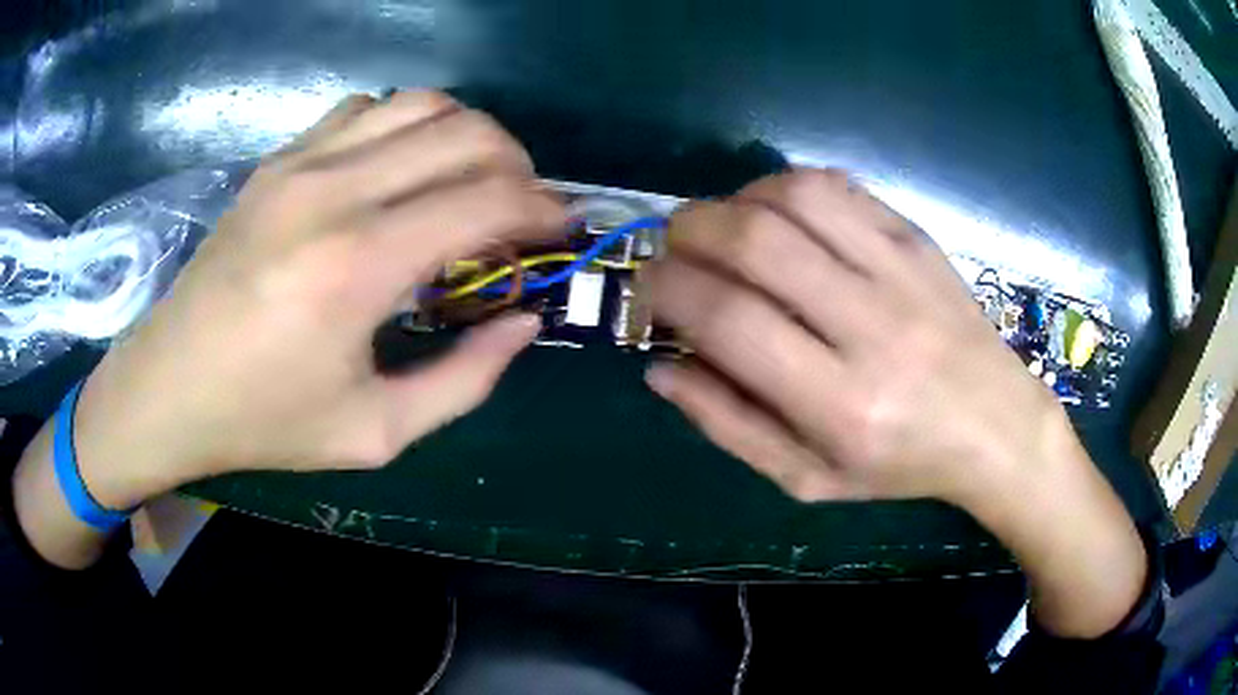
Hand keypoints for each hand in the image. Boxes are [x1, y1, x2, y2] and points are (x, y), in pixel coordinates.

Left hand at [73, 91, 564, 509]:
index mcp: (358, 265)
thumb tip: (523, 322)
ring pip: (421, 102)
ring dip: (466, 135)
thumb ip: (465, 380)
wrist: (169, 387)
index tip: (562, 230)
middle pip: (466, 131)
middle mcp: (333, 190)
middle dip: (518, 165)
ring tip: (470, 182)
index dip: (543, 209)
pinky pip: (366, 108)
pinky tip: (399, 171)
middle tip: (523, 211)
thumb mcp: (375, 433)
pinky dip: (405, 125)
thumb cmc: (264, 422)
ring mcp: (300, 162)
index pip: (487, 199)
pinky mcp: (277, 159)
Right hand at [644, 169, 1059, 507]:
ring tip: (725, 227)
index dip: (669, 291)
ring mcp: (902, 273)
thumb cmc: (900, 466)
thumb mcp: (808, 477)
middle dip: (689, 230)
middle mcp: (872, 329)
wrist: (995, 426)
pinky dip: (787, 187)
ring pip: (797, 196)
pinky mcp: (918, 240)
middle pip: (757, 241)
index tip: (648, 288)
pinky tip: (779, 214)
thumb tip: (661, 368)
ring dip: (738, 200)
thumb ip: (729, 426)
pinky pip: (840, 187)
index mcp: (841, 404)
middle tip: (673, 247)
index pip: (729, 320)